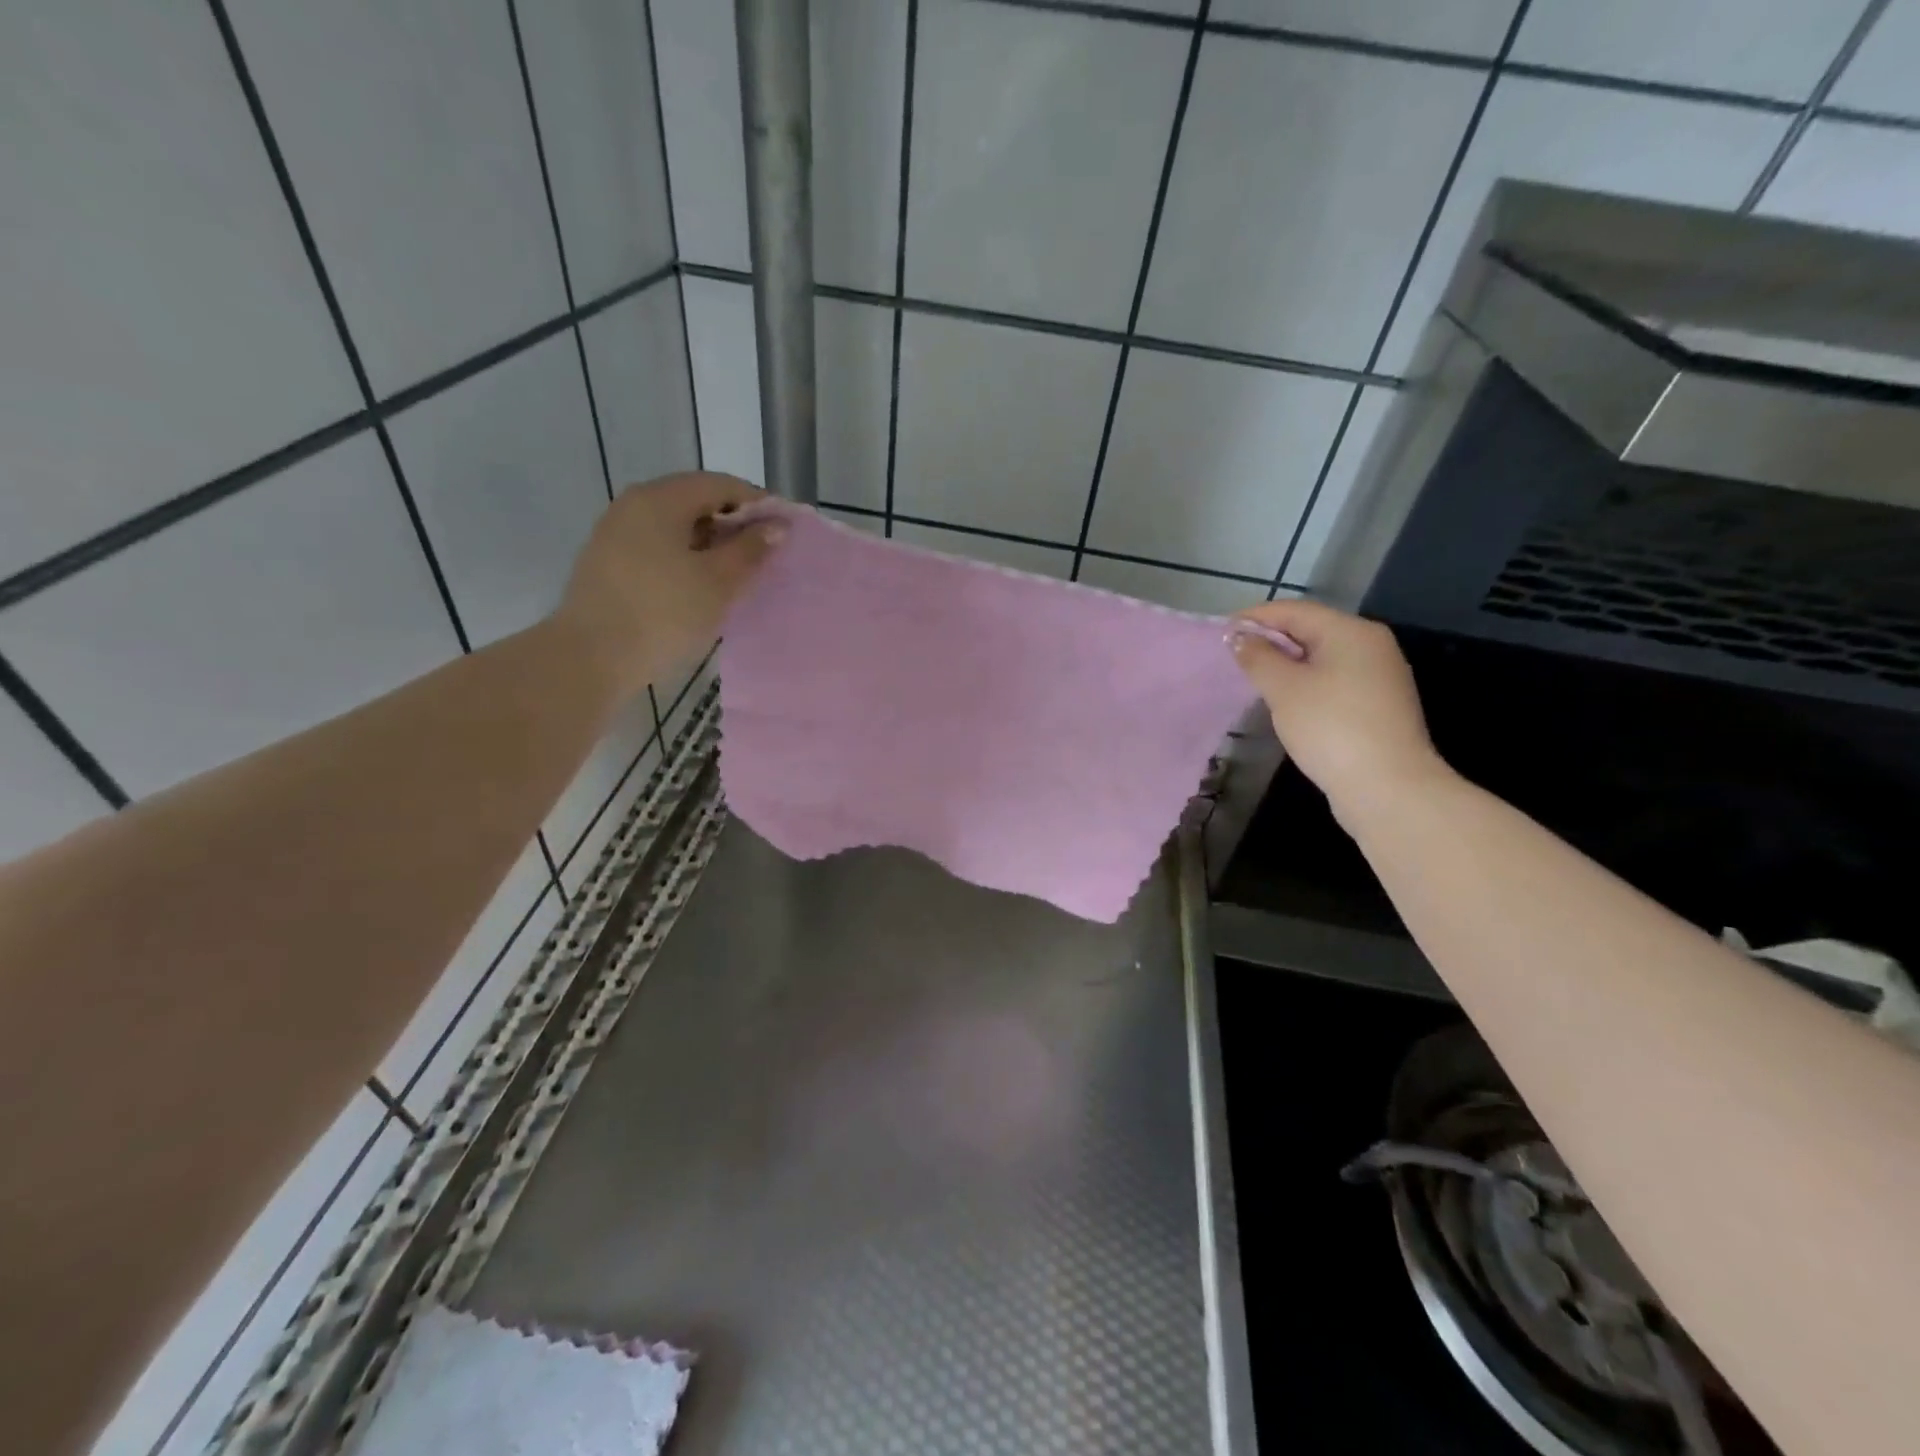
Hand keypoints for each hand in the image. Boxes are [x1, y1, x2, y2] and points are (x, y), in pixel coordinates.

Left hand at [553, 472, 785, 697]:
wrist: (590, 657)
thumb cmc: (663, 613)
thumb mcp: (718, 582)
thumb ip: (751, 549)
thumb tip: (776, 525)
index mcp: (661, 499)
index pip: (720, 484)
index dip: (757, 503)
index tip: (784, 530)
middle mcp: (634, 504)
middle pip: (695, 501)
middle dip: (733, 523)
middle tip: (763, 554)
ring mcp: (616, 532)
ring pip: (675, 525)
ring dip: (710, 543)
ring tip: (736, 573)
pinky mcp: (608, 562)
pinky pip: (657, 546)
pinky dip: (685, 557)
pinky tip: (700, 585)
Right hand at [1228, 599, 1449, 826]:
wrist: (1387, 787)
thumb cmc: (1330, 727)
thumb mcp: (1284, 689)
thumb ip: (1258, 657)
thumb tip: (1239, 637)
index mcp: (1351, 631)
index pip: (1294, 611)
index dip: (1255, 618)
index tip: (1221, 633)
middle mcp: (1371, 645)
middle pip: (1311, 630)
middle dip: (1271, 640)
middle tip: (1234, 657)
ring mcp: (1379, 675)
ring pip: (1322, 657)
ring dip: (1287, 663)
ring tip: (1254, 679)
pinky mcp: (1378, 704)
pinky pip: (1334, 680)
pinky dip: (1306, 683)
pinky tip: (1286, 702)